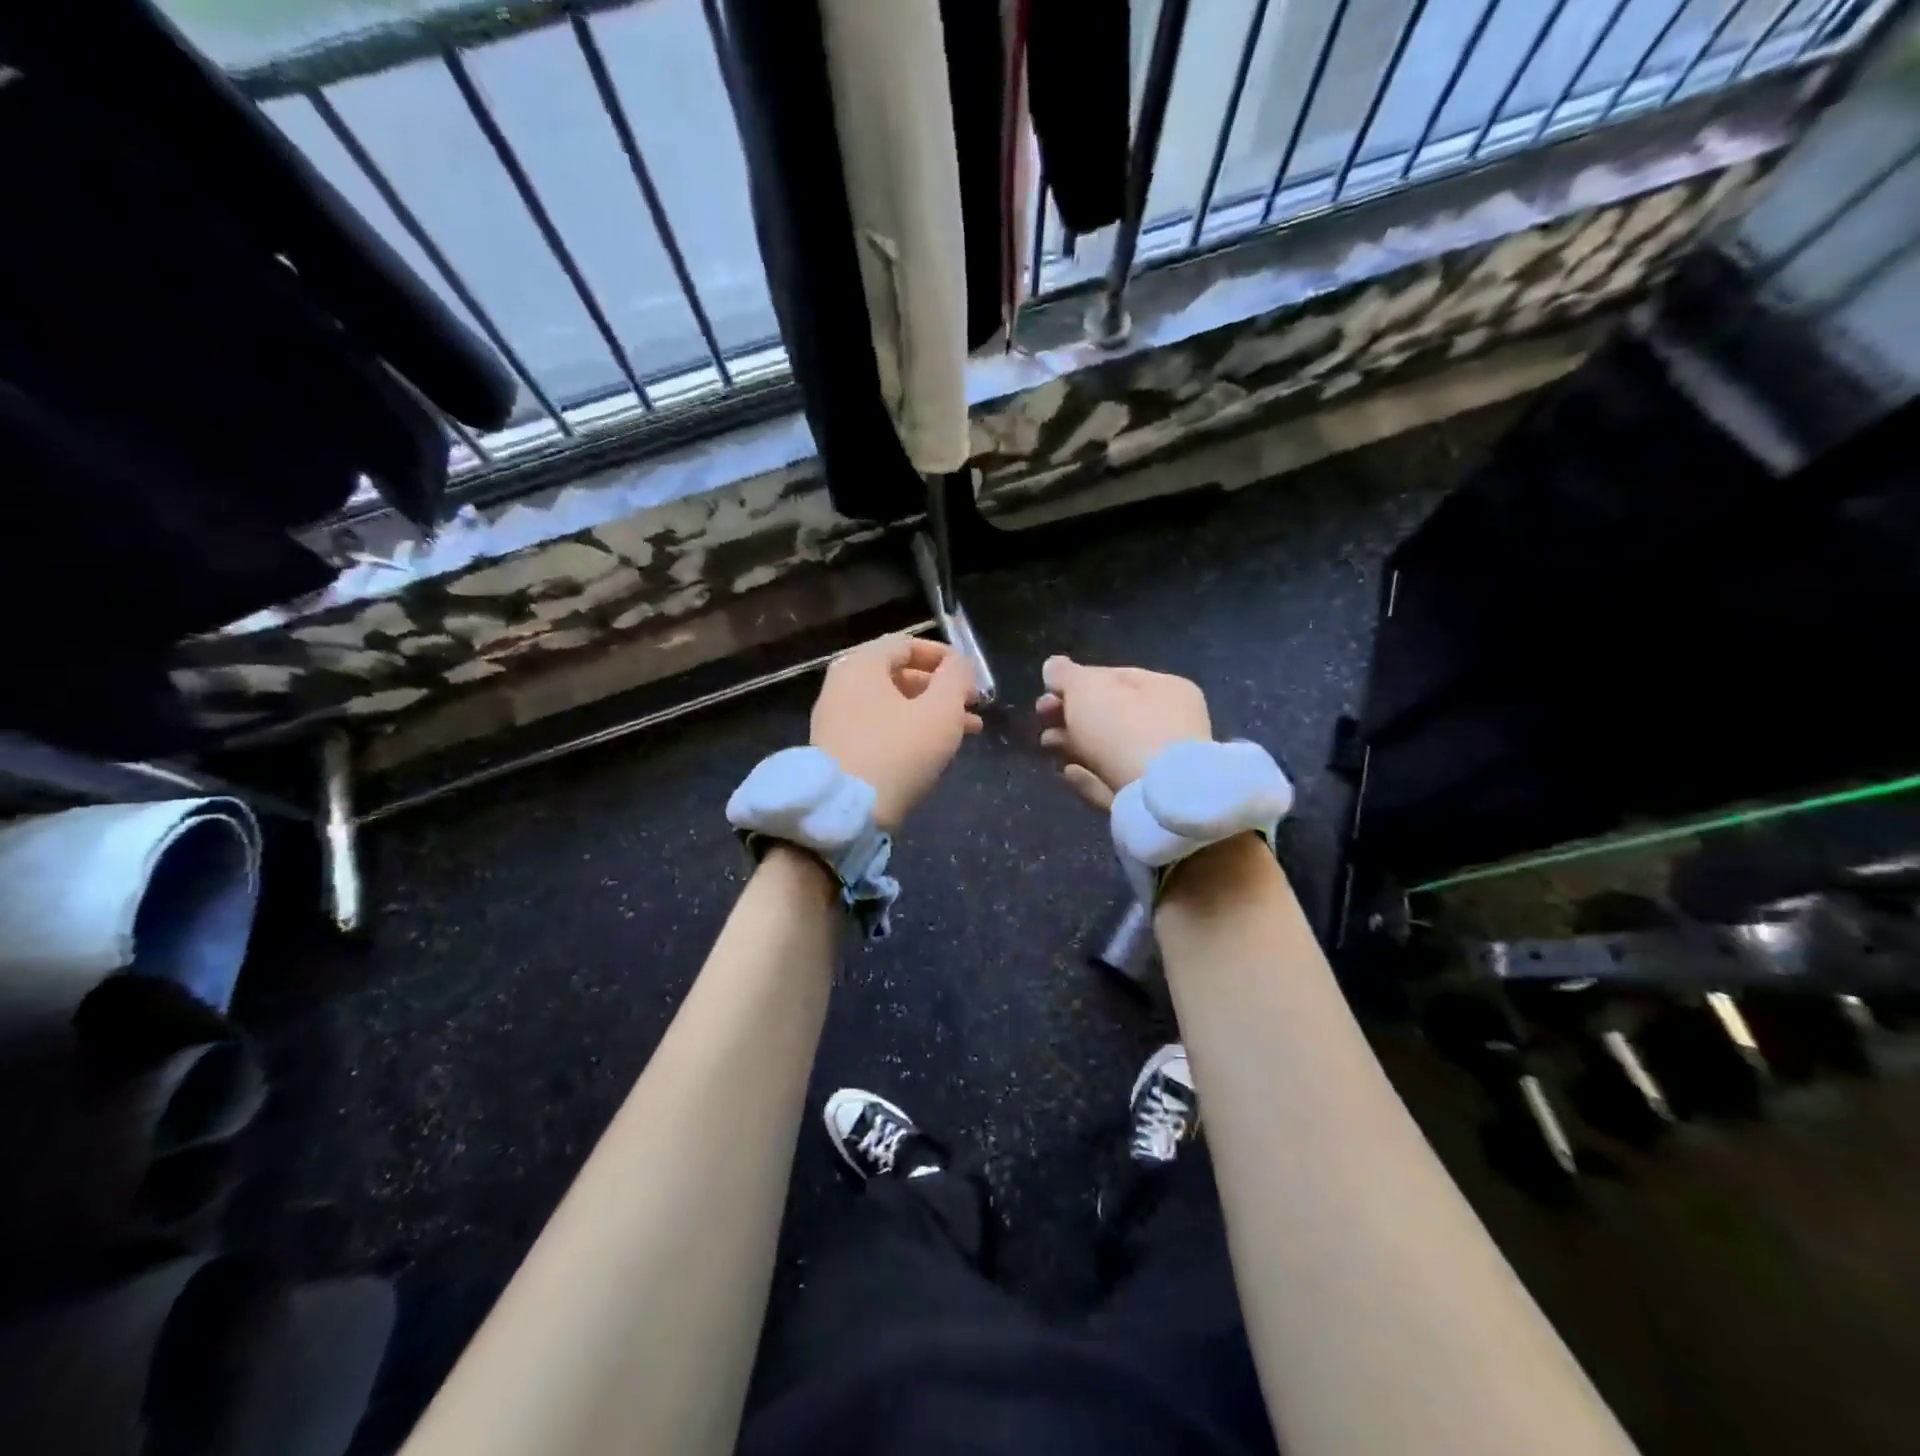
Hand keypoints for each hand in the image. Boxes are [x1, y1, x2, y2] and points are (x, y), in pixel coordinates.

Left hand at [811, 636, 982, 831]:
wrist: (846, 813)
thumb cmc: (898, 752)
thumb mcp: (940, 711)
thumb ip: (956, 678)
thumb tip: (960, 663)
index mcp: (861, 665)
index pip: (907, 644)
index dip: (945, 656)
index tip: (972, 676)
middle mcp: (843, 685)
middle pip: (900, 675)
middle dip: (942, 689)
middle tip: (974, 706)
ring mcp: (836, 719)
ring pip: (893, 705)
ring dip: (932, 713)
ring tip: (969, 731)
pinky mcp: (838, 750)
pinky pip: (880, 728)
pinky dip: (910, 731)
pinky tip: (936, 750)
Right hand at [1035, 655, 1211, 811]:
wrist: (1158, 800)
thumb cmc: (1125, 729)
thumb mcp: (1087, 689)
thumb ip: (1066, 676)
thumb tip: (1053, 666)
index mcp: (1166, 689)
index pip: (1115, 677)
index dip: (1077, 681)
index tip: (1046, 691)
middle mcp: (1170, 724)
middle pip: (1110, 715)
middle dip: (1070, 715)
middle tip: (1040, 718)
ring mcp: (1161, 766)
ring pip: (1108, 750)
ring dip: (1073, 745)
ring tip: (1046, 745)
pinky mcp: (1149, 801)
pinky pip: (1111, 781)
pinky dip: (1087, 776)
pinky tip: (1066, 773)